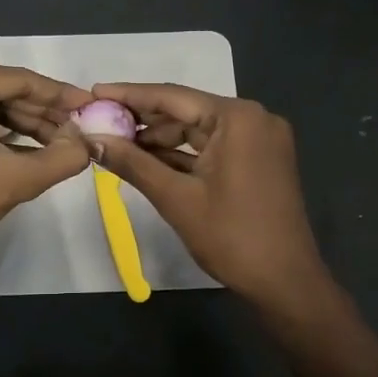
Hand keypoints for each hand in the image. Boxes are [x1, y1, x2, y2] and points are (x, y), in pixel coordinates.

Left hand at [0, 60, 93, 266]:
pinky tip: (32, 145)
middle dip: (41, 112)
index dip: (58, 95)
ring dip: (22, 123)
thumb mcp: (15, 178)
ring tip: (62, 139)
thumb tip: (88, 144)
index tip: (89, 103)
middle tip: (78, 126)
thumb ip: (61, 158)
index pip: (17, 80)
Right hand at [88, 82, 330, 313]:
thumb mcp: (176, 198)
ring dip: (159, 140)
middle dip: (142, 120)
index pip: (172, 96)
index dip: (129, 95)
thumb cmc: (232, 237)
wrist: (286, 283)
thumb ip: (132, 163)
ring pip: (197, 130)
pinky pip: (211, 148)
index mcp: (238, 118)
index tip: (93, 93)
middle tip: (99, 123)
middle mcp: (252, 119)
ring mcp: (258, 140)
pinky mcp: (257, 160)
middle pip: (185, 110)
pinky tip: (145, 161)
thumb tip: (91, 140)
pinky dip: (181, 155)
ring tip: (115, 145)